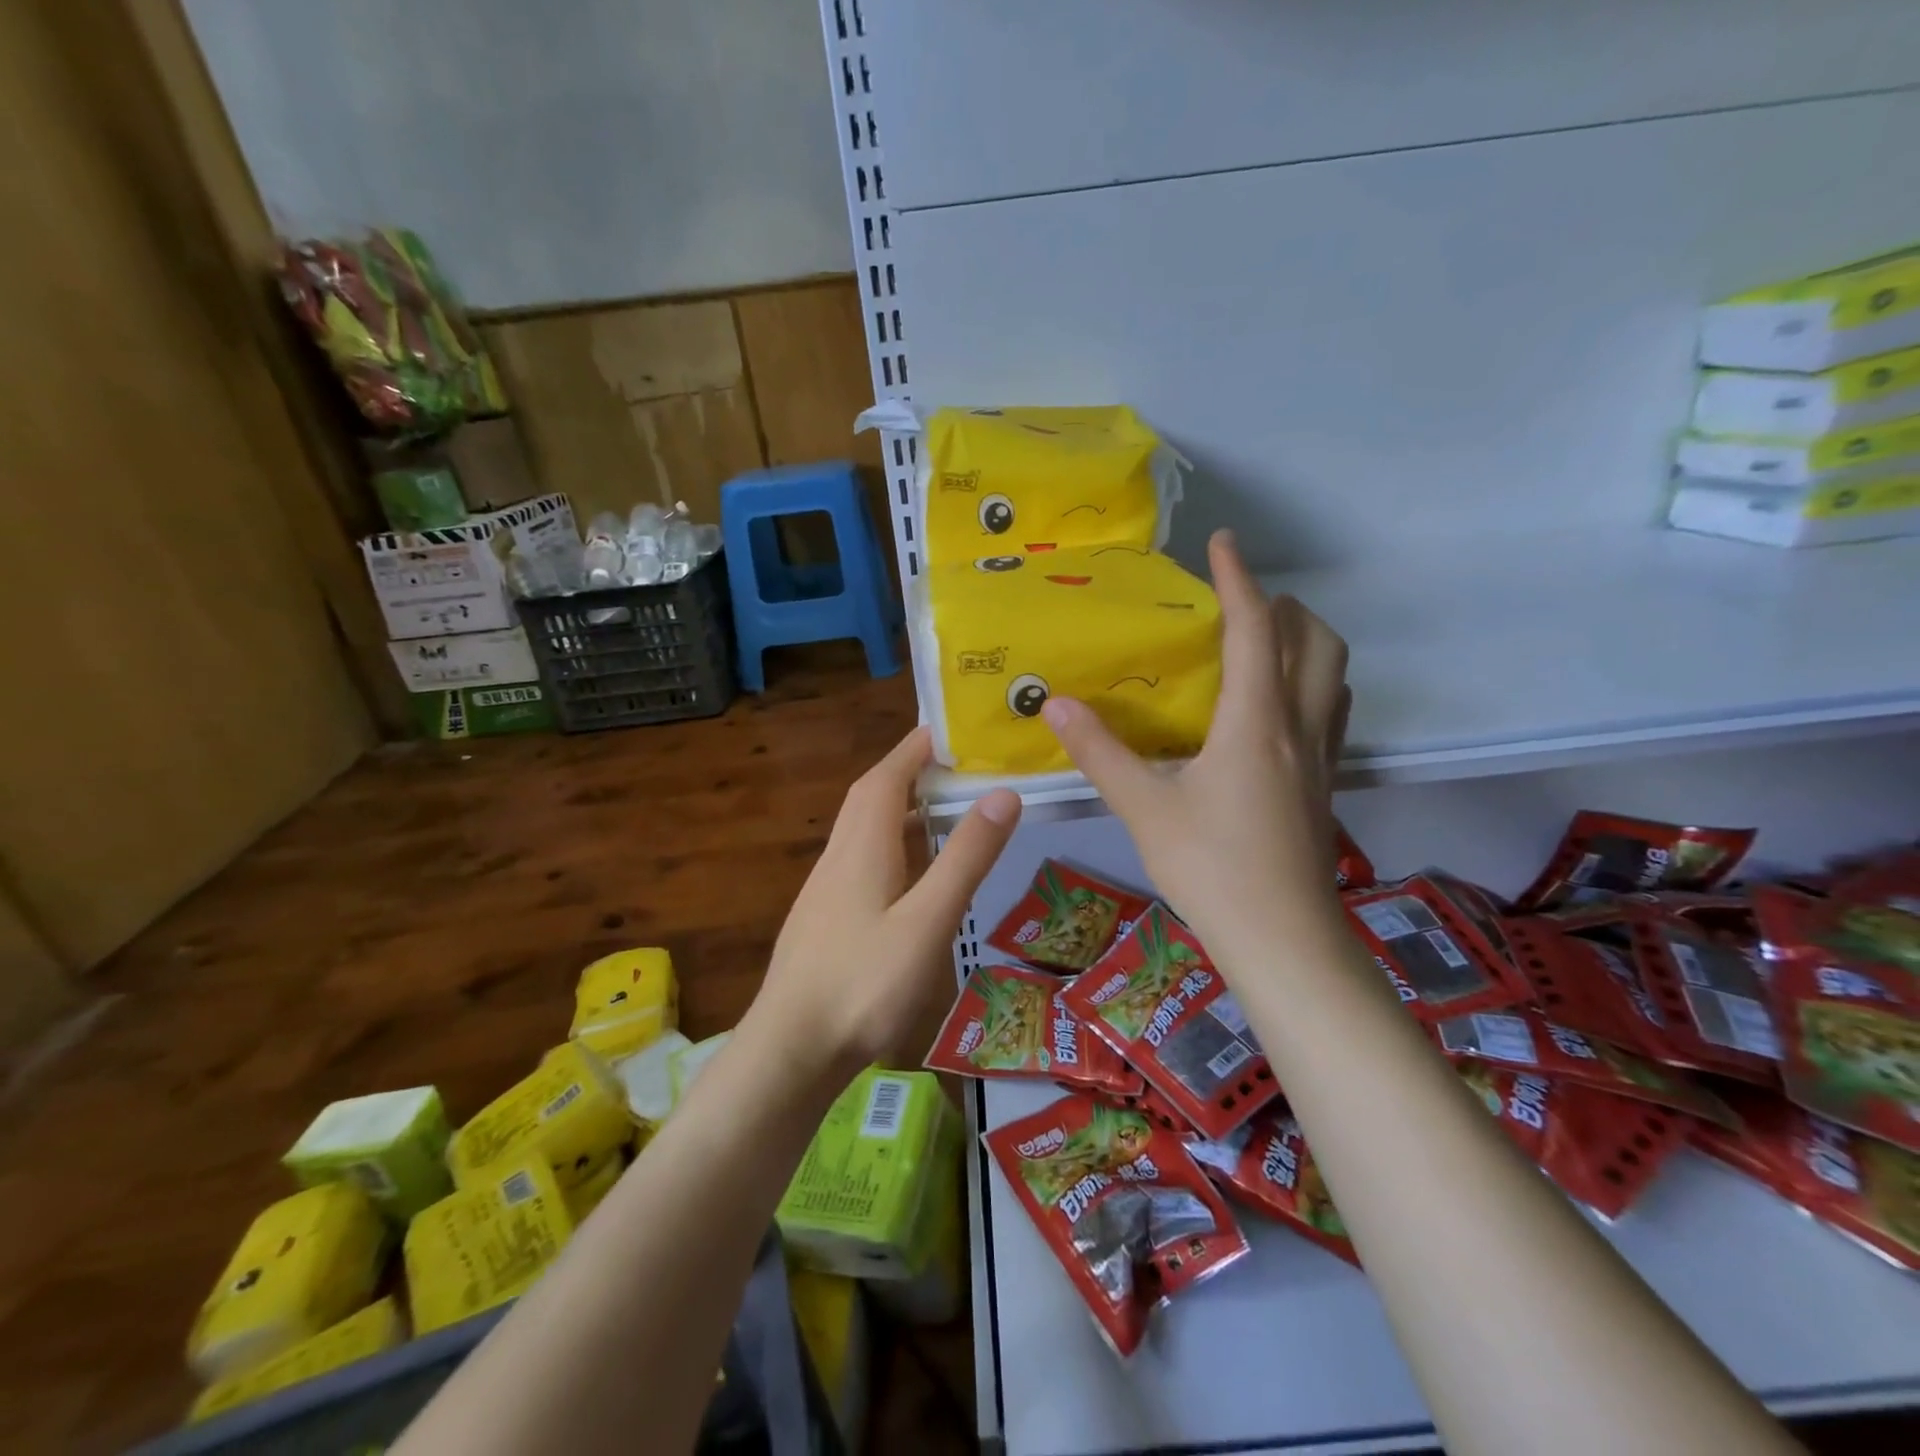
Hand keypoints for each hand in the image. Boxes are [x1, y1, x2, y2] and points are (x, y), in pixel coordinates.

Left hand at [743, 727, 1021, 1081]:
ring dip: (897, 808)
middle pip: (870, 797)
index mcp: (862, 847)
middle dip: (907, 771)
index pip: (886, 776)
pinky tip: (909, 874)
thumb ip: (965, 858)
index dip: (915, 748)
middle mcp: (838, 857)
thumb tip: (1003, 792)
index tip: (948, 729)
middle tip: (951, 764)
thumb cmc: (863, 985)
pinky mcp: (823, 920)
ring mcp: (825, 890)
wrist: (789, 1052)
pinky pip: (859, 860)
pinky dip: (889, 845)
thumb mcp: (927, 921)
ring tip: (939, 809)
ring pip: (862, 830)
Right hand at [1041, 529, 1350, 963]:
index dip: (1239, 579)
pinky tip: (1272, 712)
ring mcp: (1321, 759)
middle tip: (1239, 604)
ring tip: (1261, 646)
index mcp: (1255, 722)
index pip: (1255, 629)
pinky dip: (1310, 684)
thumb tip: (1055, 705)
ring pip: (1333, 675)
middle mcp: (1298, 728)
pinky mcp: (1325, 787)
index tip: (1220, 542)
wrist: (1283, 941)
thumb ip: (1100, 753)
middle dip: (1284, 606)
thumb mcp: (1144, 809)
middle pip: (1315, 641)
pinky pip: (1330, 712)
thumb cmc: (1212, 869)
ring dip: (1305, 643)